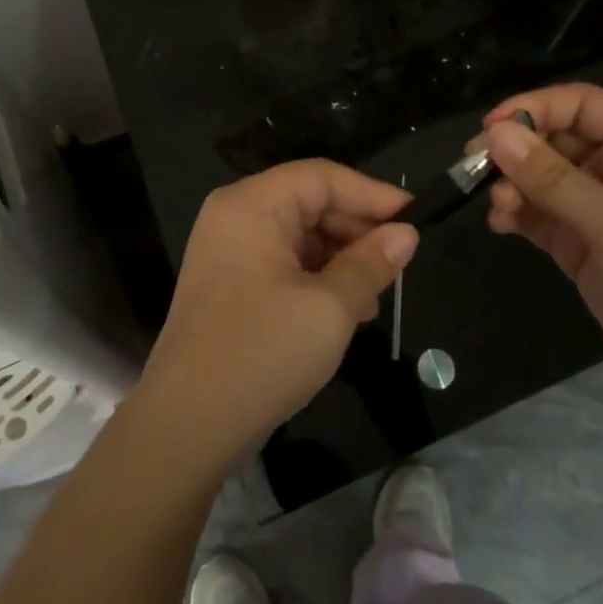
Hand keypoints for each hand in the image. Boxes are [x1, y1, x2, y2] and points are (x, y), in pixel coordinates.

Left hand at [137, 161, 416, 474]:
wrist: (186, 426)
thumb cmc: (262, 353)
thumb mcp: (329, 308)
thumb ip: (370, 264)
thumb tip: (406, 234)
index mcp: (252, 204)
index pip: (321, 177)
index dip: (371, 194)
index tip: (416, 217)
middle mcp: (235, 215)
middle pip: (308, 202)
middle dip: (356, 229)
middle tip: (400, 260)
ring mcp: (228, 250)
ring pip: (299, 235)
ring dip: (341, 257)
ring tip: (378, 292)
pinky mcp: (230, 284)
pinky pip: (283, 262)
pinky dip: (317, 277)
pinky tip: (348, 308)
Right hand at [481, 84, 602, 425]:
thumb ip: (551, 178)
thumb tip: (495, 133)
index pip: (584, 105)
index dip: (536, 107)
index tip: (491, 126)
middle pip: (559, 139)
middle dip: (519, 150)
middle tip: (477, 164)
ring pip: (545, 179)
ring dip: (515, 185)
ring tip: (498, 205)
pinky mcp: (586, 247)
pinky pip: (543, 216)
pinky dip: (519, 215)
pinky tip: (501, 224)